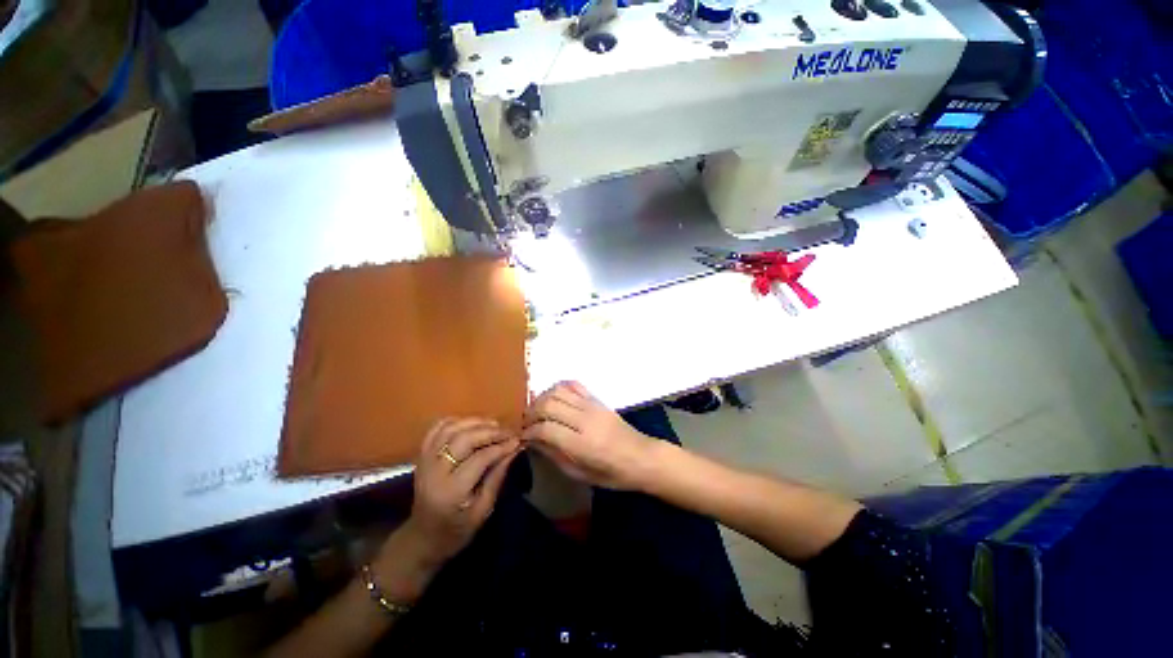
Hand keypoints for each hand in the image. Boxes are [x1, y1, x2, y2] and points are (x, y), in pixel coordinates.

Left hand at [374, 418, 519, 600]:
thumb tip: (514, 449)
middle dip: (490, 431)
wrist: (422, 538)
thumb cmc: (456, 531)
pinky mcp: (420, 456)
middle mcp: (434, 472)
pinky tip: (470, 424)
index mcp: (451, 492)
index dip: (500, 447)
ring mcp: (424, 461)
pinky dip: (454, 421)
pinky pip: (435, 430)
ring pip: (450, 429)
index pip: (480, 458)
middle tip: (508, 431)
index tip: (517, 440)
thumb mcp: (483, 511)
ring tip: (493, 424)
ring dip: (474, 422)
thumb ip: (497, 477)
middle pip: (464, 439)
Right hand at [522, 381, 658, 489]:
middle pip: (548, 405)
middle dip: (531, 413)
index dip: (529, 432)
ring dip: (542, 398)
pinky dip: (559, 388)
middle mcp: (585, 420)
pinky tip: (554, 399)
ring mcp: (592, 406)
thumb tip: (533, 441)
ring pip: (558, 391)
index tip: (523, 437)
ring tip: (537, 411)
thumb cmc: (612, 473)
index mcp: (581, 444)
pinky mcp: (597, 399)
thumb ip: (555, 456)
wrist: (641, 456)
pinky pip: (574, 385)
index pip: (545, 429)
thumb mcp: (581, 474)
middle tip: (527, 424)